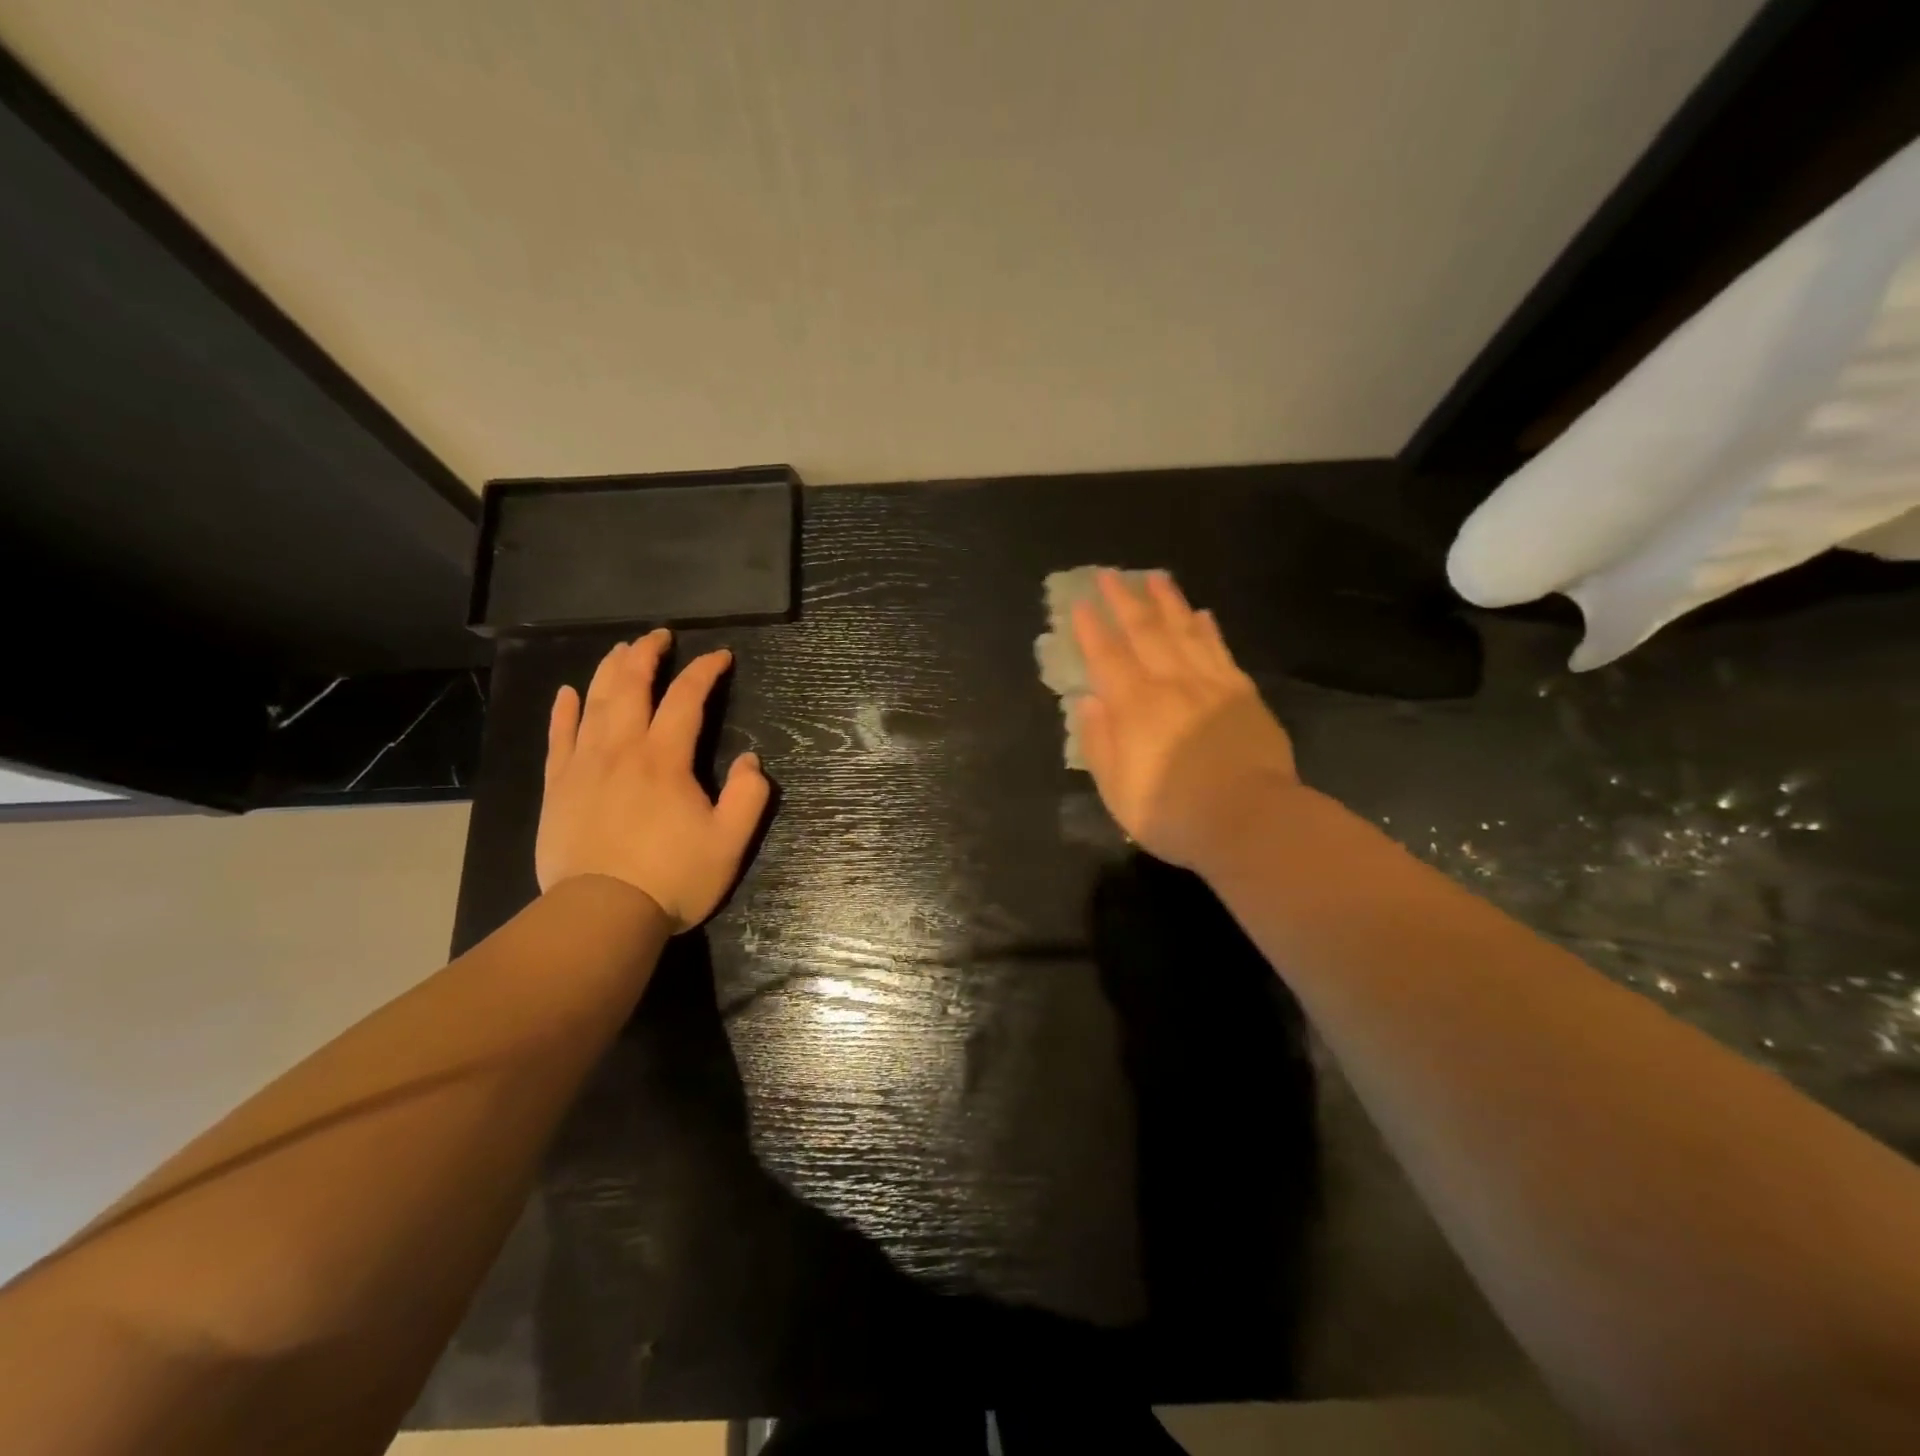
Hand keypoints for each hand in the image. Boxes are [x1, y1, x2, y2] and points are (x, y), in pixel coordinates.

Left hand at [536, 630, 771, 930]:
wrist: (601, 914)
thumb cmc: (672, 878)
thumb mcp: (730, 842)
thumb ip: (749, 796)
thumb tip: (751, 760)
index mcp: (665, 759)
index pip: (686, 698)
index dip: (704, 671)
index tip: (720, 657)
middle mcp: (622, 749)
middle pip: (632, 687)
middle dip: (648, 655)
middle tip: (660, 637)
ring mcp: (584, 765)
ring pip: (594, 703)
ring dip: (609, 670)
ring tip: (622, 650)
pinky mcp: (558, 787)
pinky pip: (559, 737)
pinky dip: (564, 711)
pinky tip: (568, 693)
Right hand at [1071, 570, 1299, 871]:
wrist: (1250, 820)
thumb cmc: (1173, 813)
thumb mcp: (1117, 789)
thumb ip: (1099, 742)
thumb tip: (1086, 701)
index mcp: (1134, 707)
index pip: (1107, 657)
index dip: (1091, 629)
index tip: (1080, 603)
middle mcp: (1170, 684)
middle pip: (1144, 632)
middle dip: (1124, 600)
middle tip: (1110, 574)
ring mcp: (1210, 685)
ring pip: (1184, 631)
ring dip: (1167, 602)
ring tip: (1155, 577)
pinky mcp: (1242, 694)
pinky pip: (1220, 651)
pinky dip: (1207, 629)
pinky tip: (1202, 614)